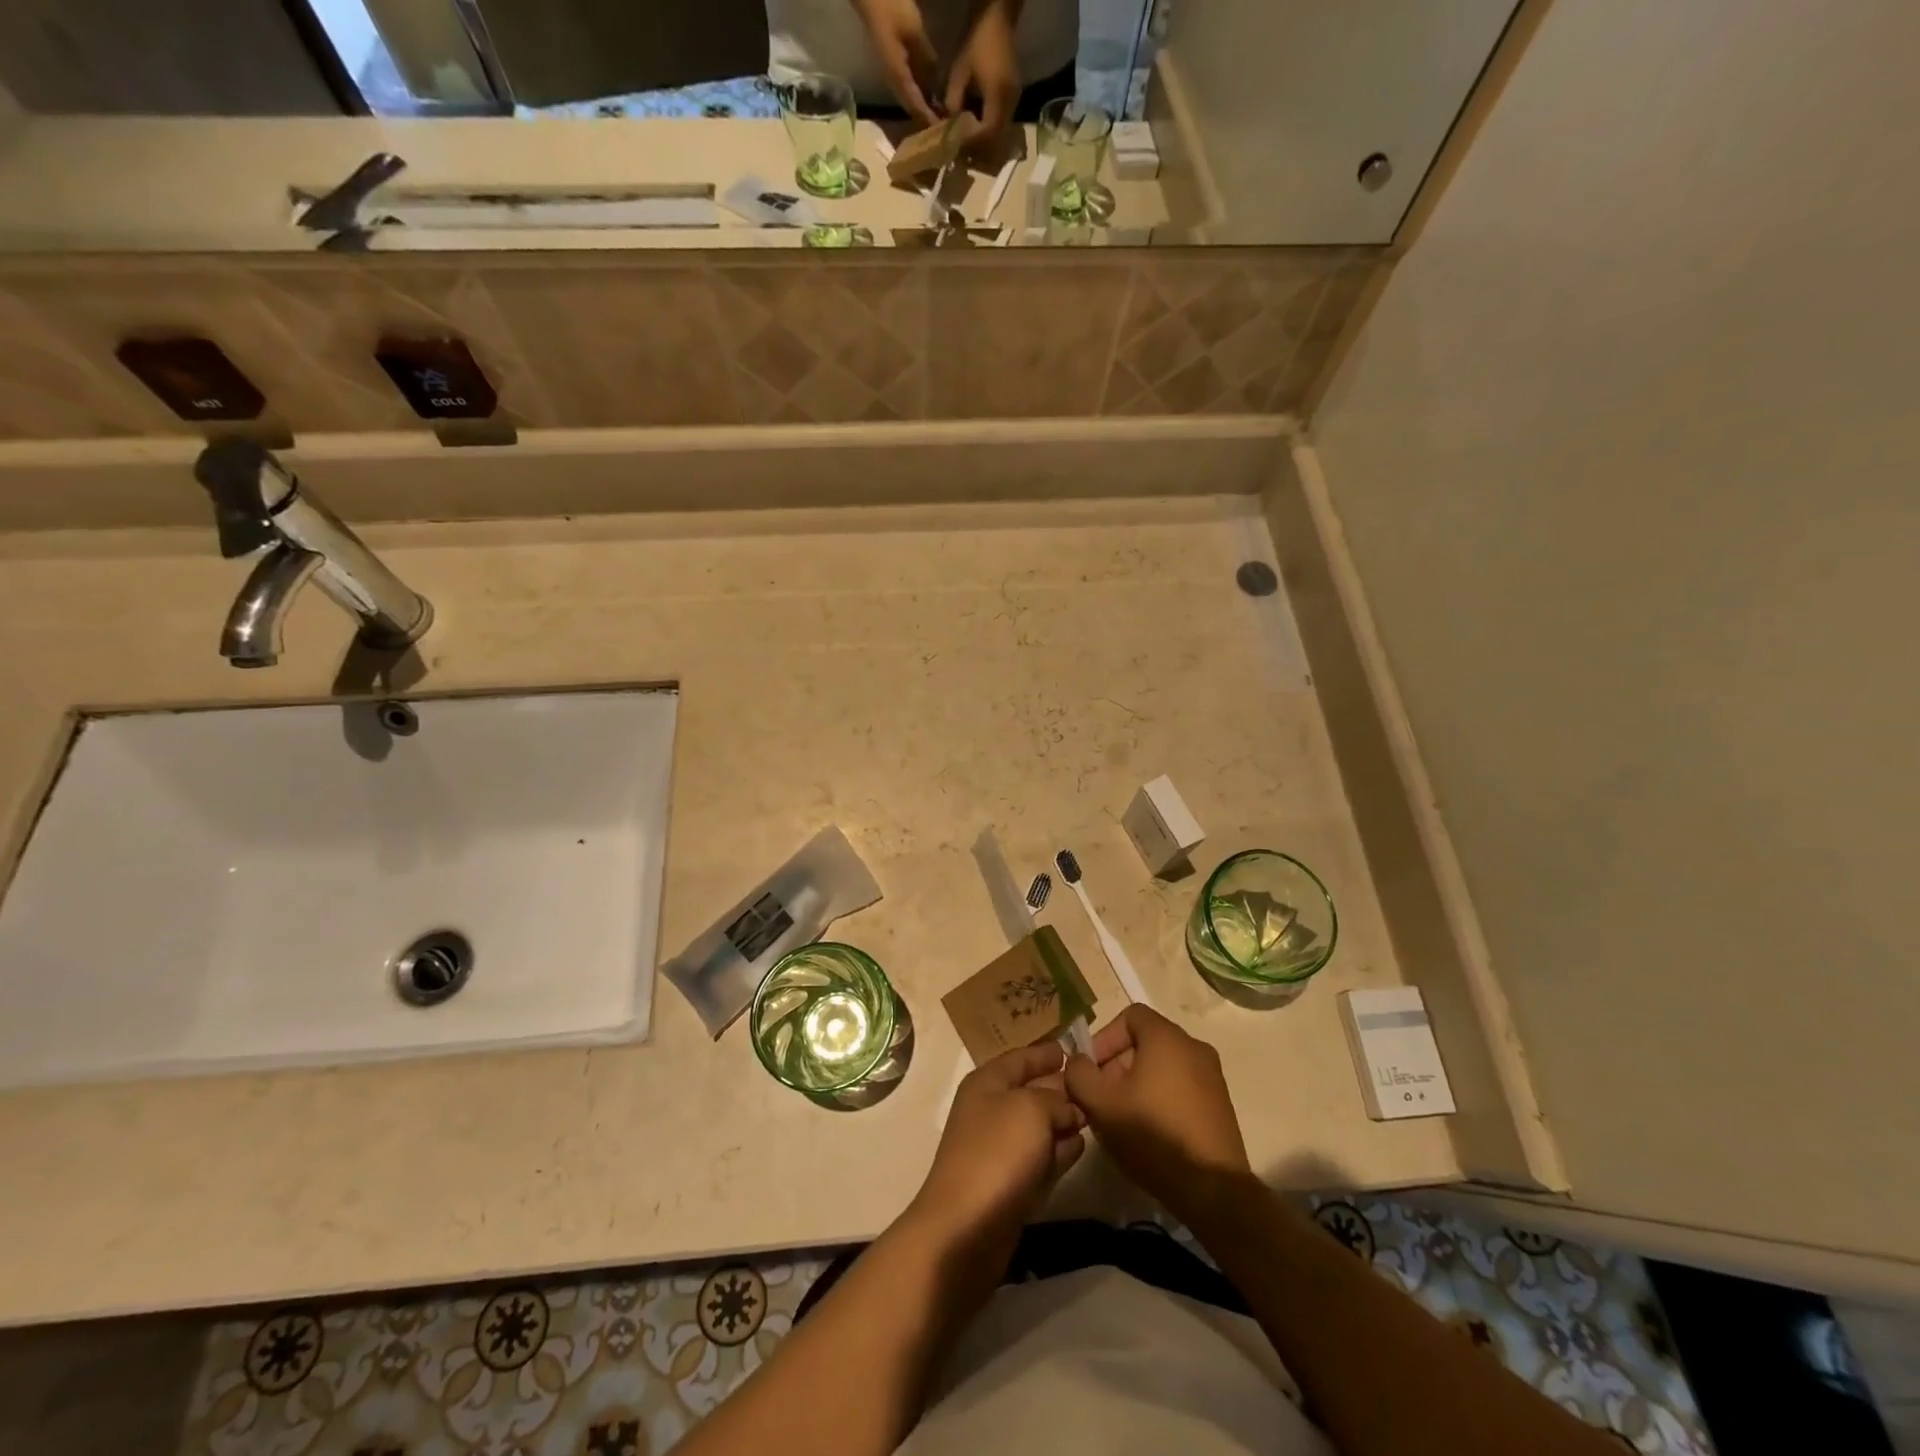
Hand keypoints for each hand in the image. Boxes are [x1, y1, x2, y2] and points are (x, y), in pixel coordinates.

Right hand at [851, 0, 941, 126]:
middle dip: (926, 119)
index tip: (942, 130)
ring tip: (940, 116)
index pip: (916, 105)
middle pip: (912, 107)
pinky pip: (909, 86)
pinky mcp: (893, 64)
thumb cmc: (890, 8)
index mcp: (898, 76)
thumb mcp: (913, 31)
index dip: (929, 118)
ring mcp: (892, 72)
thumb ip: (926, 57)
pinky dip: (920, 94)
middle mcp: (894, 80)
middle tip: (944, 127)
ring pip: (910, 98)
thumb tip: (936, 82)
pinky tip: (931, 95)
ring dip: (923, 108)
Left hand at [909, 1042, 1084, 1260]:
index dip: (1044, 1053)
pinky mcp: (1010, 1184)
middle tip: (1092, 1085)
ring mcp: (999, 1150)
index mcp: (987, 1082)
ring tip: (1092, 1115)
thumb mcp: (1032, 1109)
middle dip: (1059, 1088)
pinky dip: (1059, 1152)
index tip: (1071, 1049)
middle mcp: (990, 1111)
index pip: (1020, 1058)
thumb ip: (1056, 1100)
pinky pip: (1040, 1158)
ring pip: (1038, 1127)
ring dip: (1062, 1121)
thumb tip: (1070, 1110)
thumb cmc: (997, 1152)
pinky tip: (1080, 1148)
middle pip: (1030, 1091)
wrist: (966, 1228)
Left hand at [945, 0, 1022, 142]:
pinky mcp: (1013, 97)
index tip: (957, 146)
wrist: (998, 16)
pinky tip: (976, 128)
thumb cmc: (978, 39)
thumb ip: (953, 101)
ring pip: (1000, 134)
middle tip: (962, 151)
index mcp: (998, 95)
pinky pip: (1002, 123)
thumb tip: (949, 125)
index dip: (972, 143)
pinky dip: (989, 130)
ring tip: (967, 142)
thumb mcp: (959, 70)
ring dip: (984, 141)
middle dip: (979, 148)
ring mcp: (1015, 100)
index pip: (987, 132)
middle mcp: (1011, 103)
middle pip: (996, 139)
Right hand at [1064, 1005, 1250, 1222]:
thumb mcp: (1100, 1104)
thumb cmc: (1153, 1135)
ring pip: (1163, 1066)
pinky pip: (1181, 1086)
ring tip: (1122, 1118)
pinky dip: (1160, 1098)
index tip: (1092, 1070)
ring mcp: (1212, 1076)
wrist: (1213, 1190)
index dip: (1104, 1038)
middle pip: (1145, 1041)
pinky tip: (1149, 1132)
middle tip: (1102, 1097)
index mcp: (1167, 1037)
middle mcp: (1194, 1047)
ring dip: (1137, 1083)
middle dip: (1117, 1064)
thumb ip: (1079, 1074)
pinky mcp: (1220, 1105)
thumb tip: (1078, 1061)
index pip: (1129, 1015)